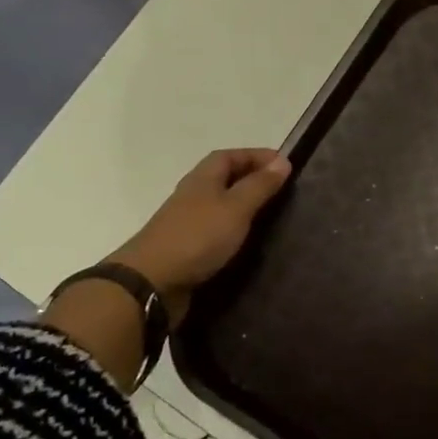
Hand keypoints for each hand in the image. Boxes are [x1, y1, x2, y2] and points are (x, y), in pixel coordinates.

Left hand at [112, 148, 292, 323]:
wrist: (152, 282)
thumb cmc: (197, 237)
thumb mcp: (235, 208)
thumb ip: (259, 186)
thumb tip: (282, 161)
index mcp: (202, 179)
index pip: (229, 156)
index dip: (256, 156)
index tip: (285, 164)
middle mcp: (194, 196)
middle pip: (224, 179)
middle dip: (252, 180)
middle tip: (283, 191)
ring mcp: (188, 223)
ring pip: (221, 206)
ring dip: (244, 206)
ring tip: (273, 216)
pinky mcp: (188, 249)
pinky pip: (217, 231)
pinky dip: (235, 231)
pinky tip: (250, 243)